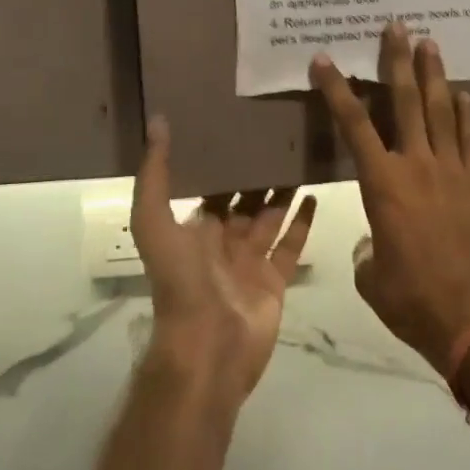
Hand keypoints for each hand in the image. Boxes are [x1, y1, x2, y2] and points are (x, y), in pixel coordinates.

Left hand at [130, 116, 317, 402]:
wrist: (207, 347)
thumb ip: (155, 175)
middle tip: (278, 134)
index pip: (211, 186)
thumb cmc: (181, 281)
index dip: (222, 160)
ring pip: (270, 217)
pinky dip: (303, 221)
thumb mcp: (155, 222)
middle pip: (244, 199)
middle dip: (257, 172)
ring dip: (283, 190)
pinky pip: (292, 244)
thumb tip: (157, 121)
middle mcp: (223, 242)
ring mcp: (251, 261)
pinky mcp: (276, 279)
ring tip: (300, 156)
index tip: (239, 125)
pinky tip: (315, 193)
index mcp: (194, 229)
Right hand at [310, 23, 469, 374]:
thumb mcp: (371, 277)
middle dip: (397, 60)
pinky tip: (464, 95)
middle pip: (406, 101)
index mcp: (383, 185)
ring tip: (430, 42)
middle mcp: (417, 165)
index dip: (337, 89)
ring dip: (434, 74)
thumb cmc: (413, 299)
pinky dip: (467, 114)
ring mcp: (453, 171)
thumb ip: (367, 251)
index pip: (353, 125)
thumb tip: (373, 242)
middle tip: (396, 25)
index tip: (324, 59)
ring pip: (441, 110)